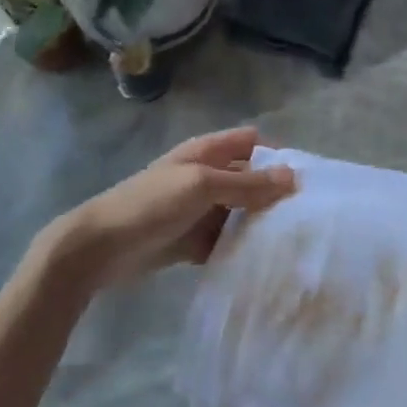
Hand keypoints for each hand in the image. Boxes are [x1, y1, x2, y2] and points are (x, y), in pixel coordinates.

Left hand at [46, 127, 295, 287]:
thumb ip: (247, 184)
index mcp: (206, 152)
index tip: (307, 179)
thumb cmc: (151, 204)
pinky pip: (224, 240)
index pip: (252, 143)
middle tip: (308, 217)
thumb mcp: (202, 186)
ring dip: (259, 224)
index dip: (277, 155)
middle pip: (249, 179)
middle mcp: (206, 176)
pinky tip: (262, 263)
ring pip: (239, 212)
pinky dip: (240, 248)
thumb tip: (293, 177)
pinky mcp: (192, 241)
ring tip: (293, 242)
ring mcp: (198, 210)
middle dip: (274, 193)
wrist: (99, 248)